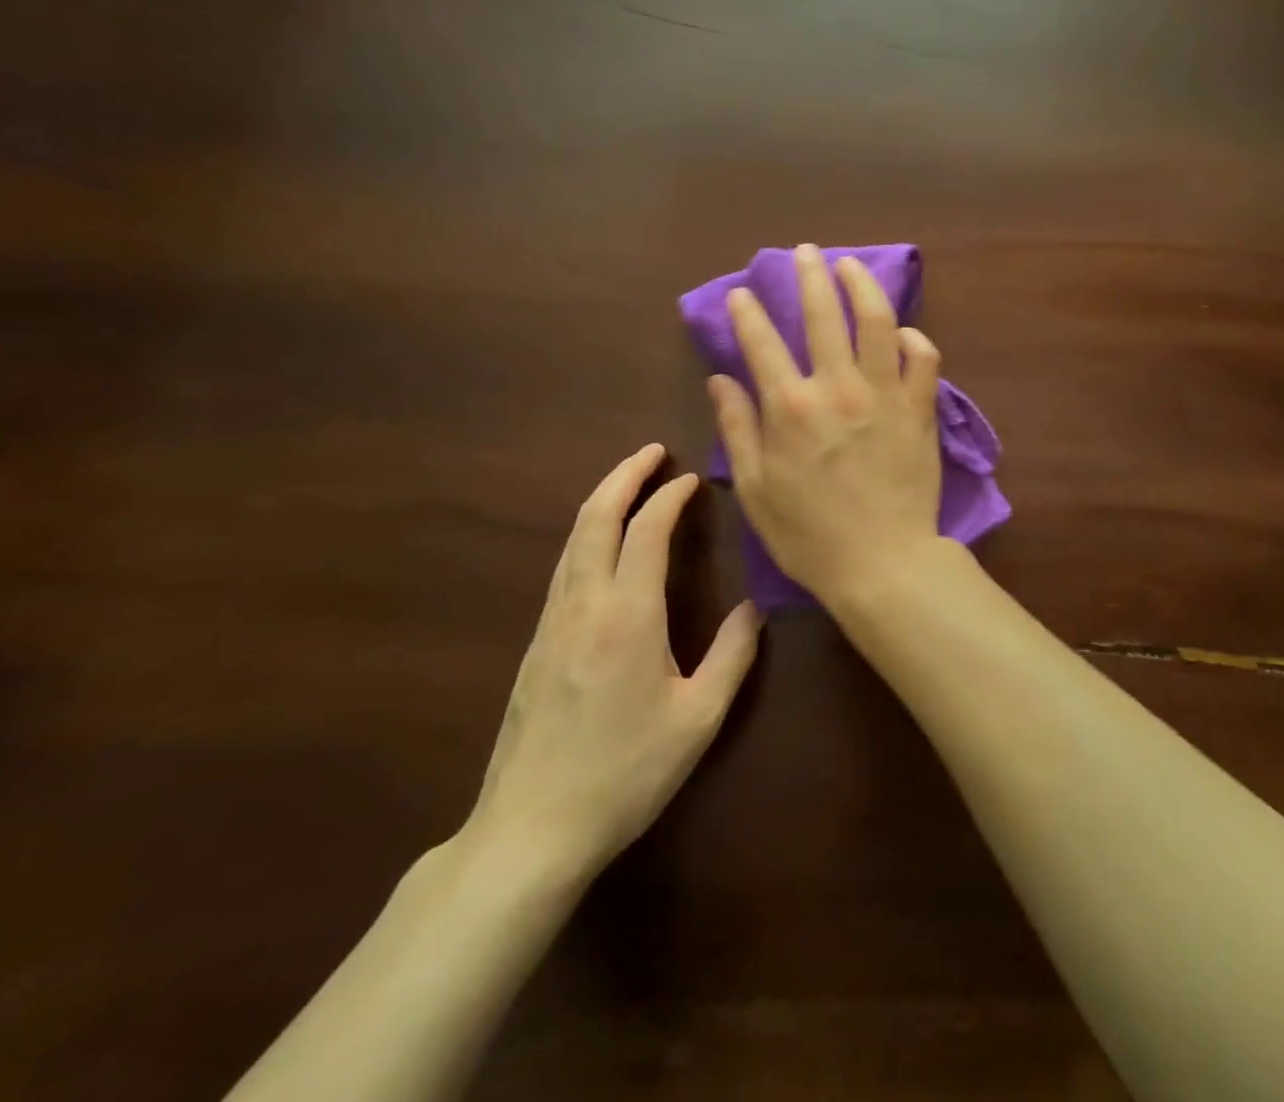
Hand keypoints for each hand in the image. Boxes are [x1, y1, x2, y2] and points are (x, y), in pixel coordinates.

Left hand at [467, 445, 762, 880]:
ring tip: (631, 484)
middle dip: (623, 476)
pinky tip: (604, 546)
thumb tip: (754, 608)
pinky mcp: (535, 645)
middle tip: (653, 452)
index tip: (693, 478)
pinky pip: (563, 568)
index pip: (646, 532)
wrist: (529, 831)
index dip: (669, 496)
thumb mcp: (698, 719)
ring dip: (602, 502)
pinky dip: (587, 535)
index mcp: (627, 616)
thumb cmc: (625, 773)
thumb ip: (732, 656)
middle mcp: (583, 606)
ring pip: (573, 541)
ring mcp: (550, 624)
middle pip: (594, 519)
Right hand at [708, 243, 943, 605]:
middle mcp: (837, 388)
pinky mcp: (920, 410)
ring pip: (877, 321)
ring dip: (862, 286)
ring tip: (851, 266)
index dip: (748, 312)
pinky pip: (925, 359)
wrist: (881, 564)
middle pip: (822, 314)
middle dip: (810, 275)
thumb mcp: (756, 489)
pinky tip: (903, 333)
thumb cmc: (809, 535)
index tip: (742, 293)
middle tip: (805, 253)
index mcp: (790, 408)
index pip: (761, 342)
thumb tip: (720, 379)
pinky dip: (915, 340)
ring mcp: (884, 395)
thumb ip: (737, 428)